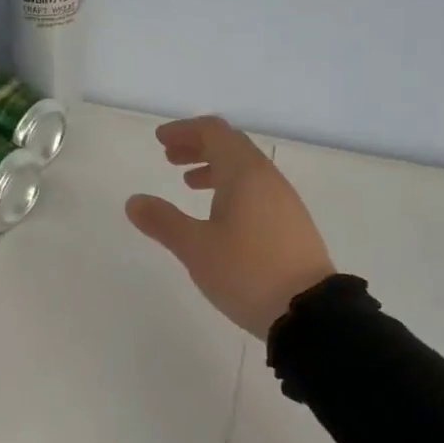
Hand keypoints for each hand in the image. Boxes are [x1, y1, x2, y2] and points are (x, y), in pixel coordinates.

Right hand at [126, 116, 336, 337]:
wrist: (309, 312)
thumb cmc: (247, 271)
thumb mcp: (196, 248)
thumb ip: (163, 221)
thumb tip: (134, 201)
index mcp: (244, 174)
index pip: (214, 132)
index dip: (184, 130)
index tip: (160, 139)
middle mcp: (268, 178)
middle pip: (231, 145)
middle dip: (197, 146)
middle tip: (169, 158)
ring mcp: (283, 201)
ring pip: (245, 169)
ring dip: (214, 168)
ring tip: (188, 184)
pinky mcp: (290, 223)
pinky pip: (256, 189)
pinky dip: (230, 188)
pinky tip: (218, 215)